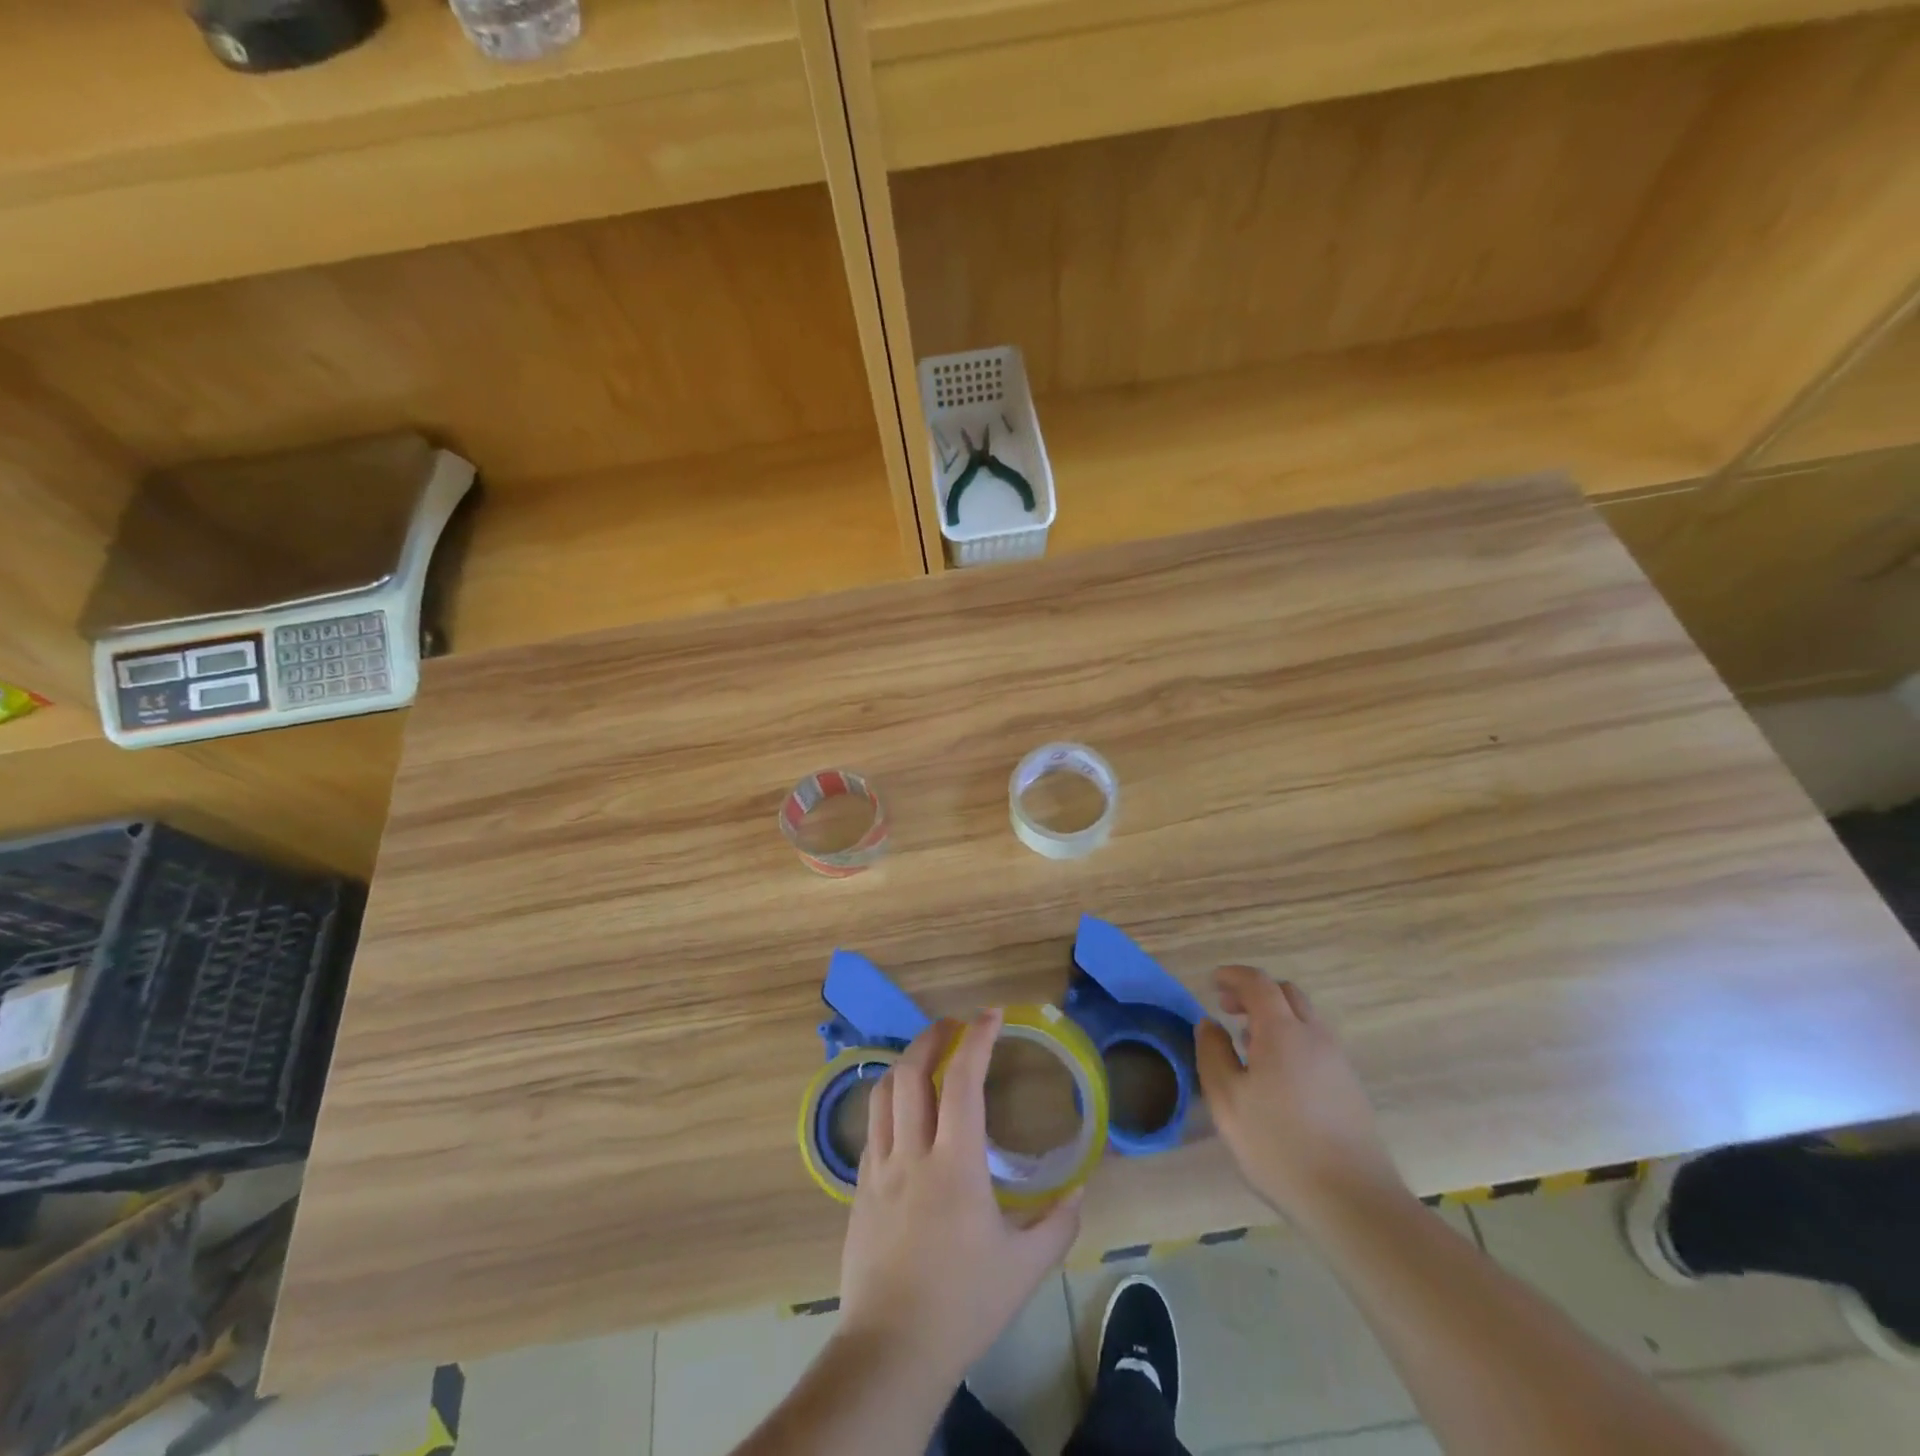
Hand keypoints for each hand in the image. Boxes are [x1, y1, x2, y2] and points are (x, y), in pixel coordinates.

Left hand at [838, 1010, 1082, 1389]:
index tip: (992, 1015)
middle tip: (955, 1025)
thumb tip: (1079, 1191)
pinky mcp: (859, 1188)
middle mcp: (912, 1153)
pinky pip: (872, 1126)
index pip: (962, 1081)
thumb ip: (1057, 1225)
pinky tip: (903, 1110)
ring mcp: (879, 1169)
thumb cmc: (962, 1304)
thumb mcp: (1024, 1269)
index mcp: (955, 1164)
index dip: (977, 1039)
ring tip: (926, 1055)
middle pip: (911, 1072)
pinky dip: (888, 1100)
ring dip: (905, 1062)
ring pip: (883, 1093)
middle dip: (933, 1037)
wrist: (891, 1350)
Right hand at [1196, 965, 1406, 1230]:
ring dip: (1274, 1017)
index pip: (1258, 983)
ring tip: (1247, 1043)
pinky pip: (1315, 1044)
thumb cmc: (1279, 1146)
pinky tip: (1276, 1075)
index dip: (1234, 976)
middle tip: (1228, 1008)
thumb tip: (1210, 1024)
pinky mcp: (1350, 1088)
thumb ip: (1213, 1054)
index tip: (1213, 982)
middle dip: (1255, 992)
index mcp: (1283, 1032)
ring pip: (1304, 1020)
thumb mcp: (1227, 1100)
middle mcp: (1315, 1037)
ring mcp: (1338, 1062)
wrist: (1353, 1202)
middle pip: (1286, 994)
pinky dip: (1291, 1039)